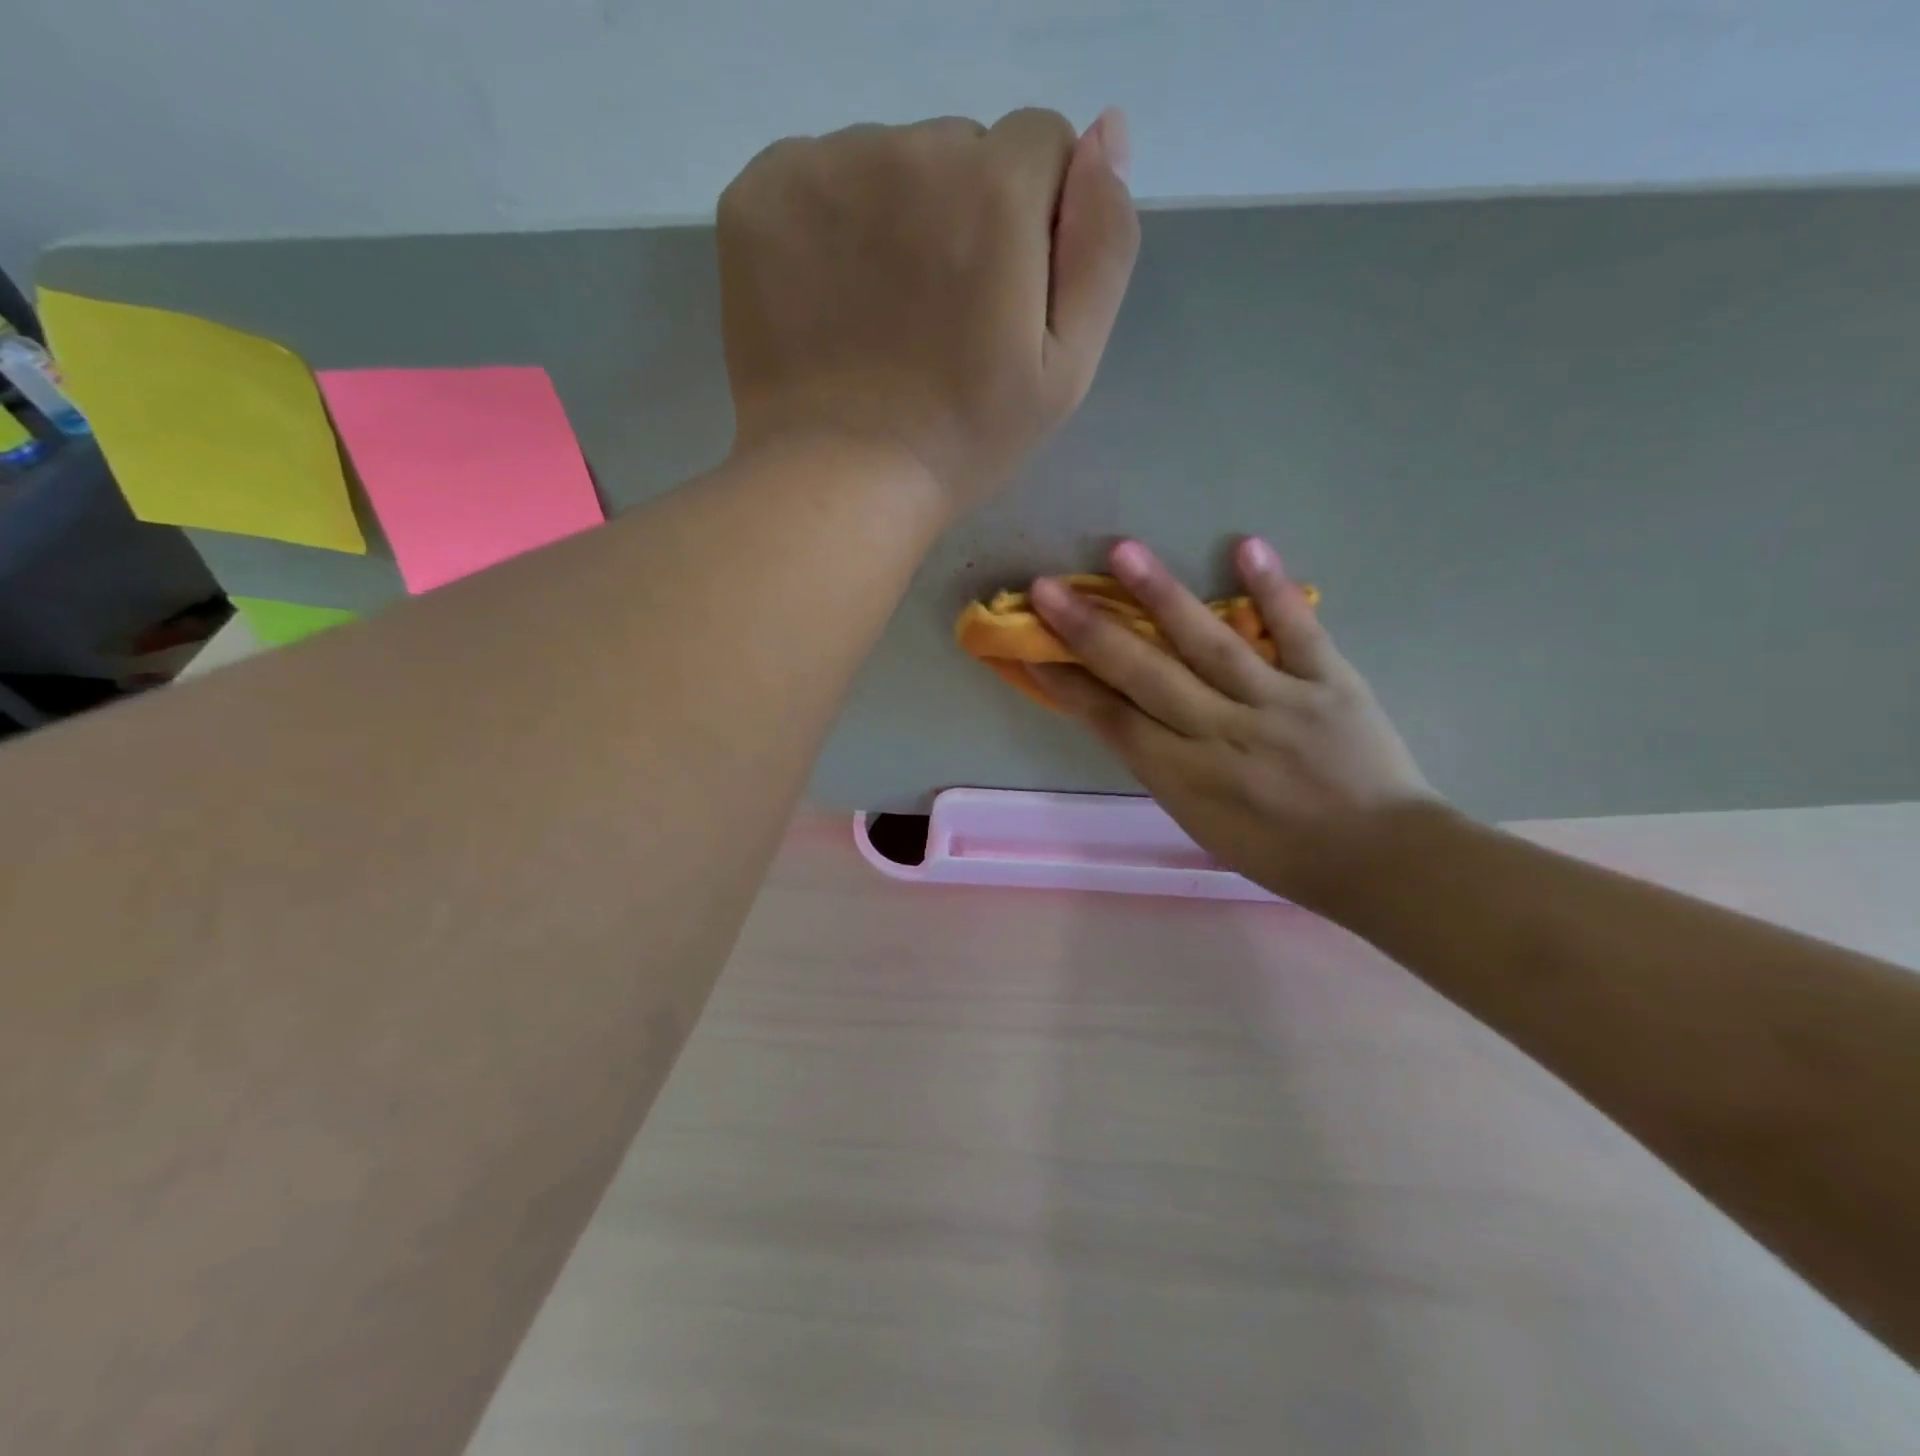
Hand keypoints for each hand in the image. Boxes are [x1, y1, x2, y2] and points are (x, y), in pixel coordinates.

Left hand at [715, 108, 1138, 512]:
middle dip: (963, 215)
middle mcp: (908, 150)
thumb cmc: (964, 438)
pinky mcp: (757, 198)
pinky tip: (829, 300)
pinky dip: (827, 225)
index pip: (1039, 146)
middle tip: (938, 320)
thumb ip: (1102, 245)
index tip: (1003, 296)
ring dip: (894, 219)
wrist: (840, 481)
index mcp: (995, 189)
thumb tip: (1106, 130)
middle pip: (958, 149)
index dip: (1033, 221)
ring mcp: (822, 167)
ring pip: (884, 162)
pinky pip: (814, 178)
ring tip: (881, 319)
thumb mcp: (1067, 366)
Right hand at [1029, 538, 1442, 911]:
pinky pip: (1299, 631)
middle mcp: (1222, 733)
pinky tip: (1246, 546)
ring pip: (1210, 643)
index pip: (1112, 720)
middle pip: (1144, 674)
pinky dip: (1273, 590)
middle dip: (1089, 630)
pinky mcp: (1331, 683)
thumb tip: (1128, 714)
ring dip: (1162, 595)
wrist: (1380, 860)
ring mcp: (1278, 703)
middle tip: (1047, 587)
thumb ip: (1164, 766)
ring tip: (1122, 551)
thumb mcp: (1202, 823)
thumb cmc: (1281, 854)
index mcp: (1185, 777)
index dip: (1066, 683)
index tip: (1028, 647)